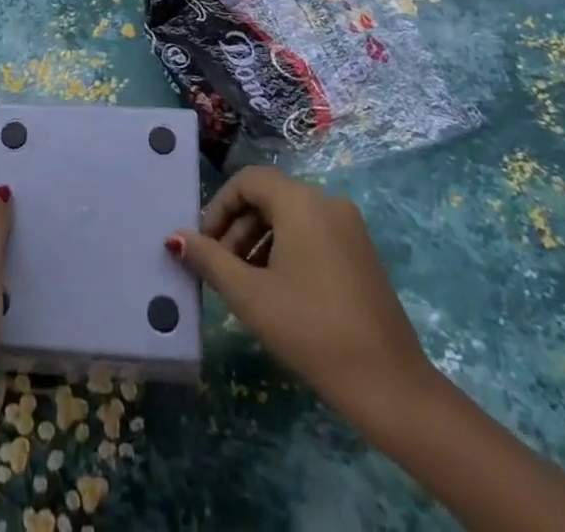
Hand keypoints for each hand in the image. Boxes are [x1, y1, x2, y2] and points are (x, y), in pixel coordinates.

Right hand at [171, 167, 564, 531]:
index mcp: (301, 201)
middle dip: (237, 229)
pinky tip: (278, 291)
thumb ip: (209, 260)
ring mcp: (349, 226)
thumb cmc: (310, 329)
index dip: (219, 207)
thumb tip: (176, 238)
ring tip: (245, 286)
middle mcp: (327, 201)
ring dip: (260, 242)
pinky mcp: (361, 252)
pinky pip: (313, 234)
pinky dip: (287, 251)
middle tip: (220, 270)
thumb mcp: (250, 295)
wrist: (389, 384)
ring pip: (290, 218)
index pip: (248, 180)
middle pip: (269, 198)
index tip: (204, 245)